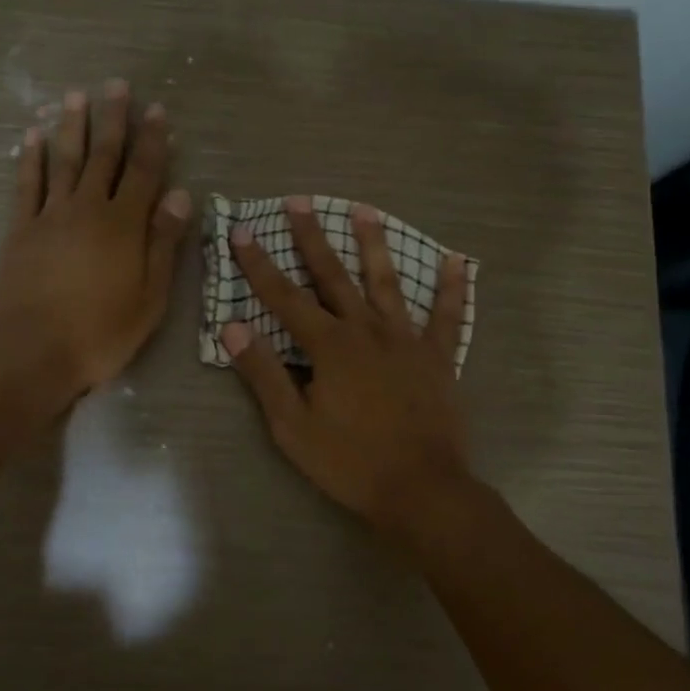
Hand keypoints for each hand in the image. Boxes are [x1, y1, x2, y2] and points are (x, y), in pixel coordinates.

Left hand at [0, 81, 192, 409]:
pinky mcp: (21, 229)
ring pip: (64, 161)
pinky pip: (26, 185)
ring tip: (76, 95)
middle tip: (117, 85)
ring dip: (71, 126)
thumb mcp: (150, 298)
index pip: (143, 172)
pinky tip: (31, 137)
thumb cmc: (100, 332)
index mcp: (124, 225)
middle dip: (113, 119)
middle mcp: (87, 209)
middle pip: (103, 156)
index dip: (153, 140)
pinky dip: (30, 159)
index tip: (158, 110)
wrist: (31, 352)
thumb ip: (163, 244)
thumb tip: (180, 196)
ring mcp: (50, 216)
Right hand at [221, 197, 472, 533]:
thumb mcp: (292, 426)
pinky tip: (458, 261)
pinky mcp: (438, 357)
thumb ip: (264, 374)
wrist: (421, 489)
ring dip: (374, 245)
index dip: (259, 263)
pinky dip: (452, 289)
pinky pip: (447, 316)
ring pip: (387, 283)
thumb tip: (231, 327)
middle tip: (299, 201)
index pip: (284, 297)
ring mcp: (406, 340)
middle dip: (312, 237)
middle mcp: (366, 331)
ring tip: (365, 210)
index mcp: (329, 347)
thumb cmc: (349, 462)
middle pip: (334, 276)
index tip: (242, 230)